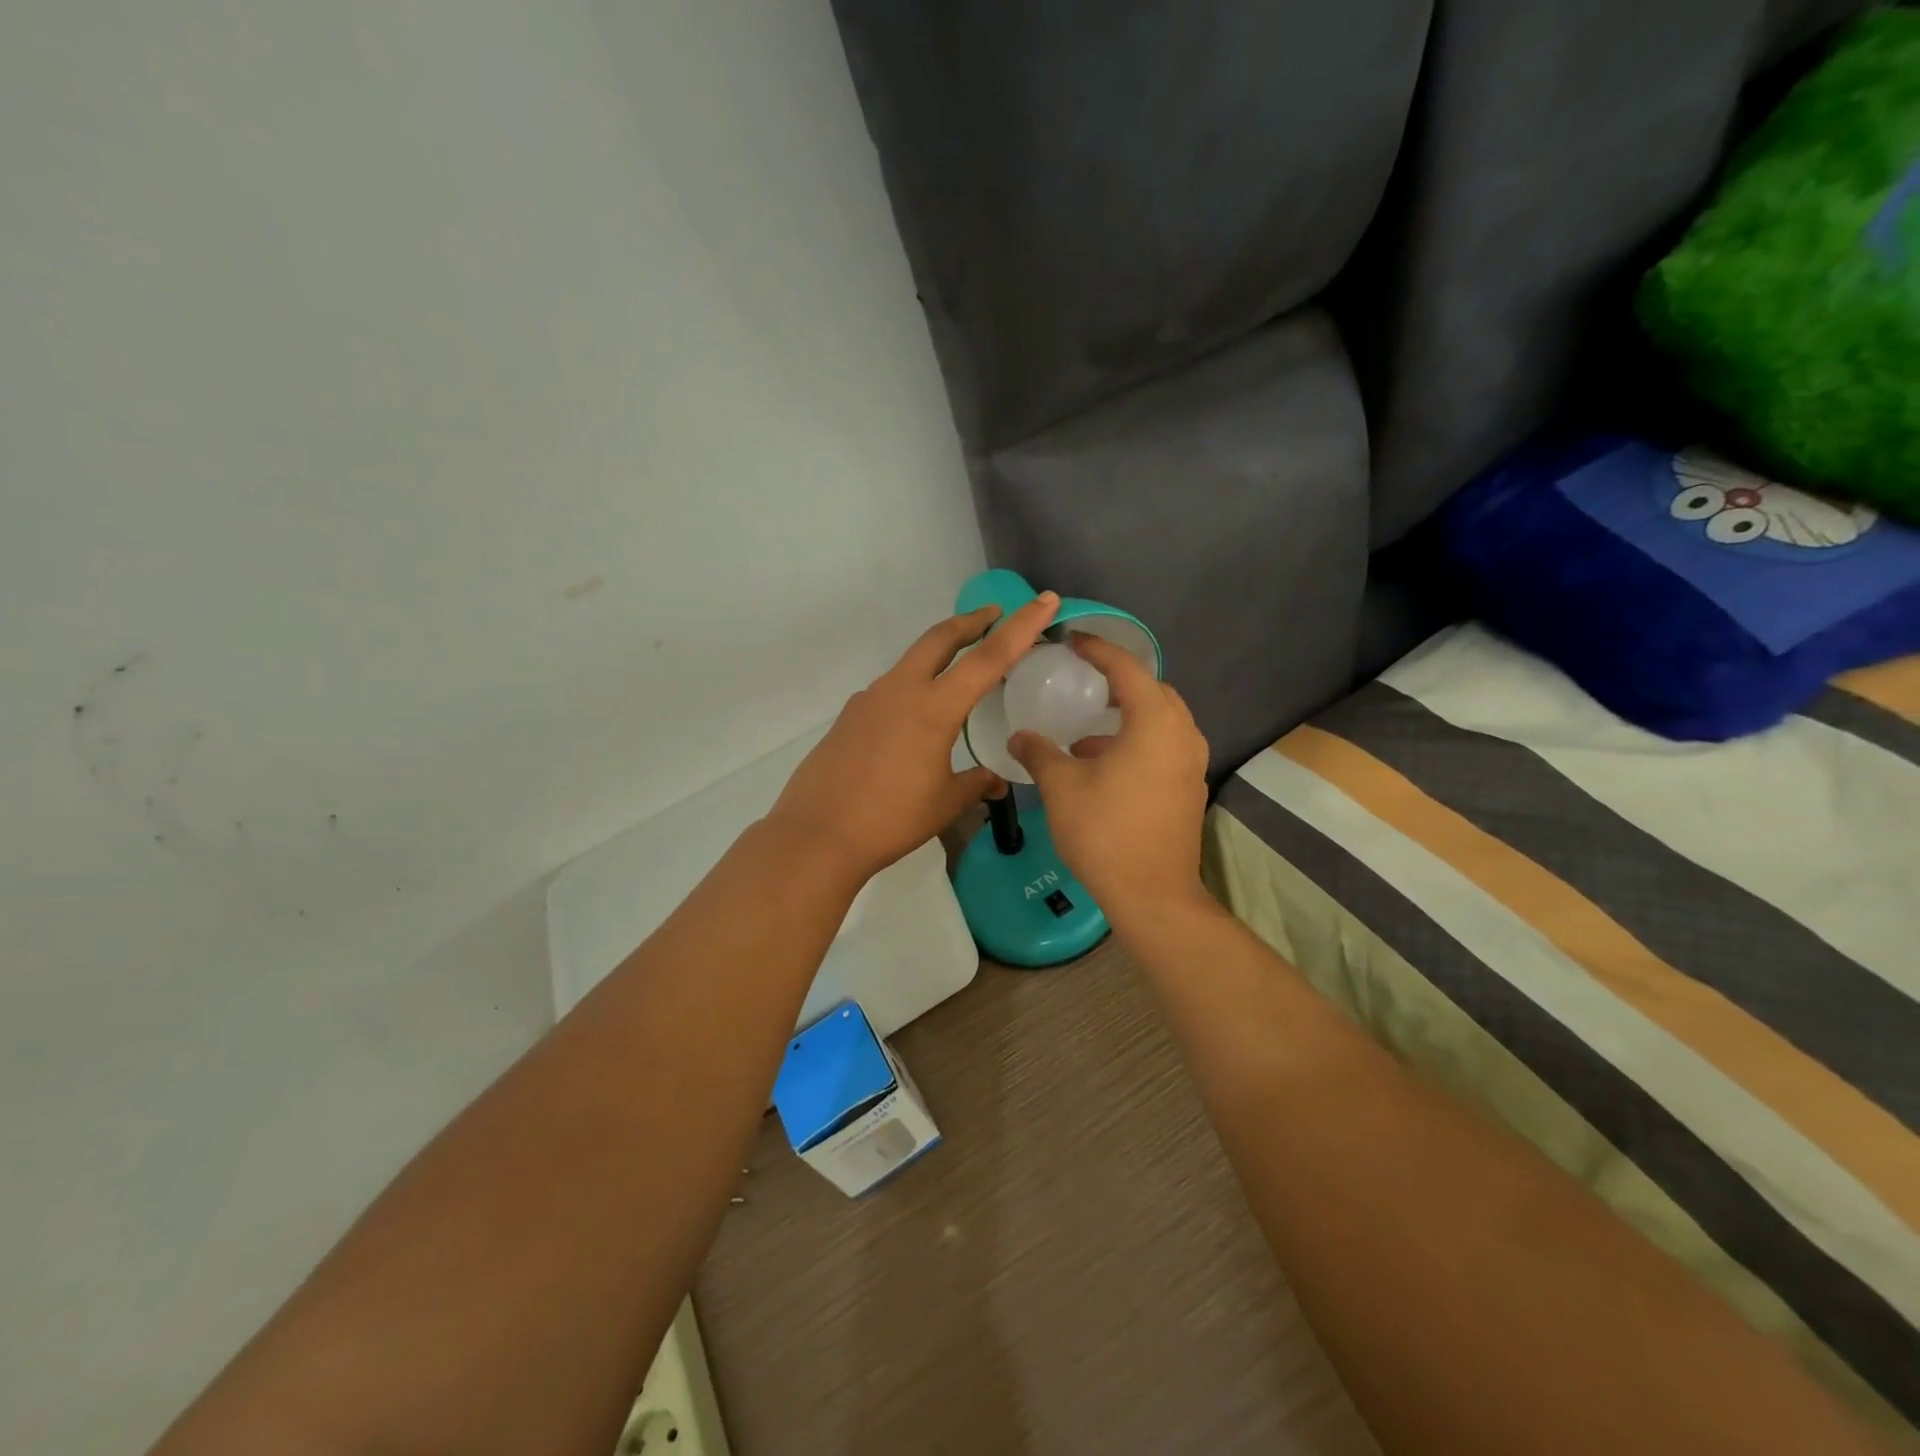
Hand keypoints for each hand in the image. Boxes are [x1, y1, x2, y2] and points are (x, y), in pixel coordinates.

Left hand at [768, 592, 1060, 881]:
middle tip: (993, 615)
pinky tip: (917, 718)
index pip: (988, 658)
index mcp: (934, 707)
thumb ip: (975, 783)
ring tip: (960, 671)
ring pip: (912, 661)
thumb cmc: (890, 819)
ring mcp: (870, 699)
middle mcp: (901, 690)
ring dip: (939, 654)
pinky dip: (914, 686)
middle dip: (971, 621)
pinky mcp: (851, 715)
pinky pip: (891, 689)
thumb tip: (997, 781)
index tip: (1043, 601)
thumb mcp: (945, 803)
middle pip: (940, 638)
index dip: (1021, 627)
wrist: (817, 834)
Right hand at [1009, 635, 1210, 923]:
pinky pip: (1164, 747)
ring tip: (1087, 730)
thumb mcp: (1062, 787)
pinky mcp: (1189, 789)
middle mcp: (1182, 735)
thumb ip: (1039, 752)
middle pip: (1153, 691)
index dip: (1098, 650)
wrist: (1153, 895)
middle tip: (1085, 680)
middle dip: (1119, 681)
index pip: (1127, 669)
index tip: (1072, 640)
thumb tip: (1019, 736)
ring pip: (1161, 722)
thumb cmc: (1105, 832)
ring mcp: (1191, 764)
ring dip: (1127, 717)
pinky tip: (1103, 765)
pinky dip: (1137, 742)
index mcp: (1155, 722)